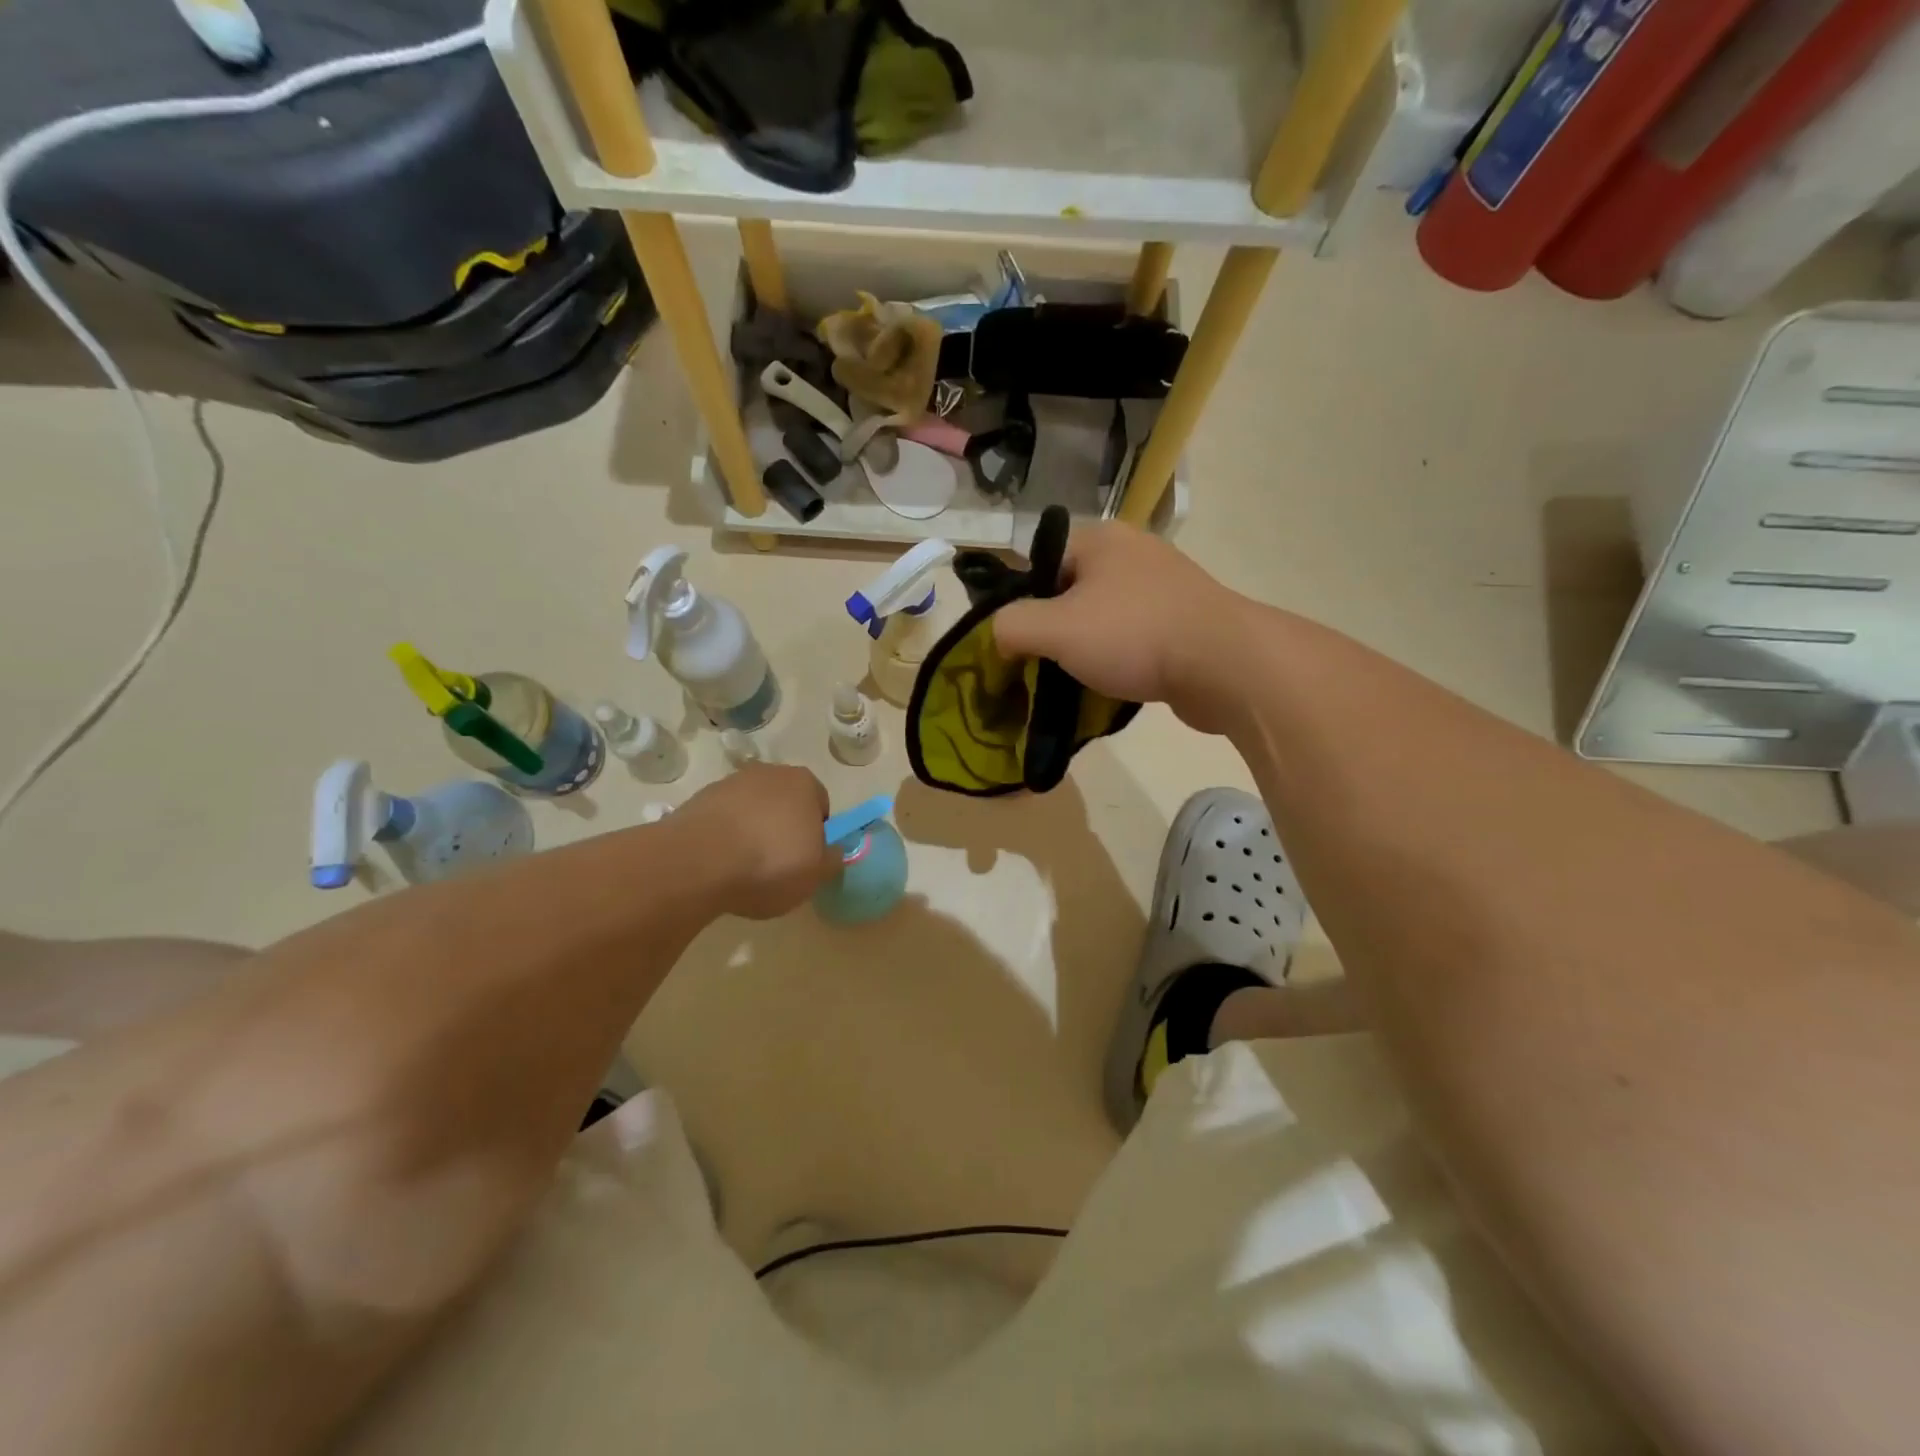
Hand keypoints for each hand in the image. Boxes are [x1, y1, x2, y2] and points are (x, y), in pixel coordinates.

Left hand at [676, 765, 840, 918]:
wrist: (697, 863)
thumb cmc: (770, 864)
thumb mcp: (816, 874)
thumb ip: (831, 860)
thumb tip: (832, 852)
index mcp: (804, 782)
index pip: (820, 805)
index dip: (817, 834)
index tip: (806, 859)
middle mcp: (768, 772)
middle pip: (784, 802)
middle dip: (783, 827)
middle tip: (778, 864)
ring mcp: (730, 783)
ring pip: (752, 809)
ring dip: (752, 831)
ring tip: (744, 868)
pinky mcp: (698, 800)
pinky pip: (723, 820)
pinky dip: (724, 837)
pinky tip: (719, 863)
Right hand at [992, 523, 1248, 732]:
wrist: (1225, 665)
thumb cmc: (1133, 635)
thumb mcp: (1054, 629)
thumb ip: (1011, 626)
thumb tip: (1000, 637)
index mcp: (1100, 539)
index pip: (1038, 563)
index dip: (1019, 603)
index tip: (1015, 644)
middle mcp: (1132, 553)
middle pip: (1070, 593)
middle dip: (1052, 632)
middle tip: (1039, 668)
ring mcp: (1164, 587)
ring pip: (1103, 619)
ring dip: (1085, 651)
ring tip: (1072, 683)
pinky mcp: (1185, 621)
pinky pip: (1134, 639)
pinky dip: (1119, 661)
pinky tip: (1111, 688)